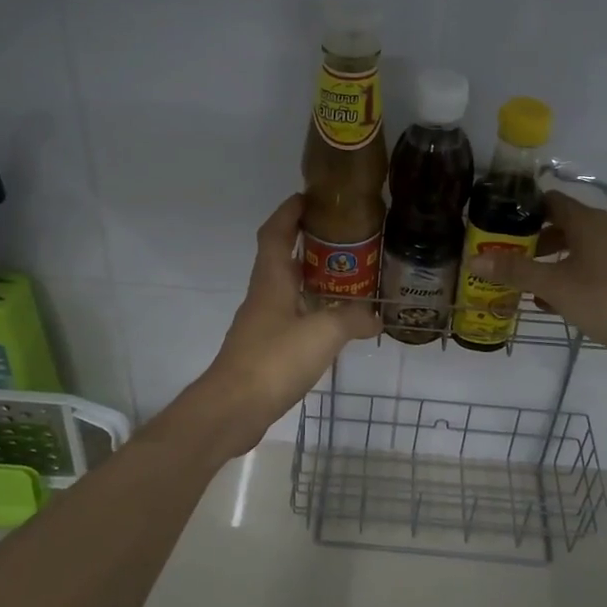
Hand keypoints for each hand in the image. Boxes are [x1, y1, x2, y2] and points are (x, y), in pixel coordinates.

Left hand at [177, 194, 379, 458]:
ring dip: (312, 280)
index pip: (275, 232)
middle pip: (282, 258)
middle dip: (309, 244)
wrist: (232, 409)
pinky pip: (292, 319)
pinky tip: (334, 325)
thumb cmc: (273, 360)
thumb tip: (374, 318)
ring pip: (288, 290)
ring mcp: (262, 324)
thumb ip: (351, 320)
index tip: (310, 197)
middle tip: (345, 240)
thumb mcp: (322, 334)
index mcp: (271, 280)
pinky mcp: (264, 350)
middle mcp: (263, 295)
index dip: (290, 211)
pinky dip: (312, 313)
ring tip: (348, 279)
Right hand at [472, 191, 606, 361]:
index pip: (550, 201)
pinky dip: (573, 276)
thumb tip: (474, 260)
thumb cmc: (604, 299)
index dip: (524, 210)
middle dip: (535, 241)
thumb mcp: (553, 286)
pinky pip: (594, 266)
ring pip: (579, 248)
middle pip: (564, 225)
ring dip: (553, 262)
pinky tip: (556, 301)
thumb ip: (515, 271)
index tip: (500, 225)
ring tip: (529, 284)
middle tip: (509, 258)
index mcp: (588, 222)